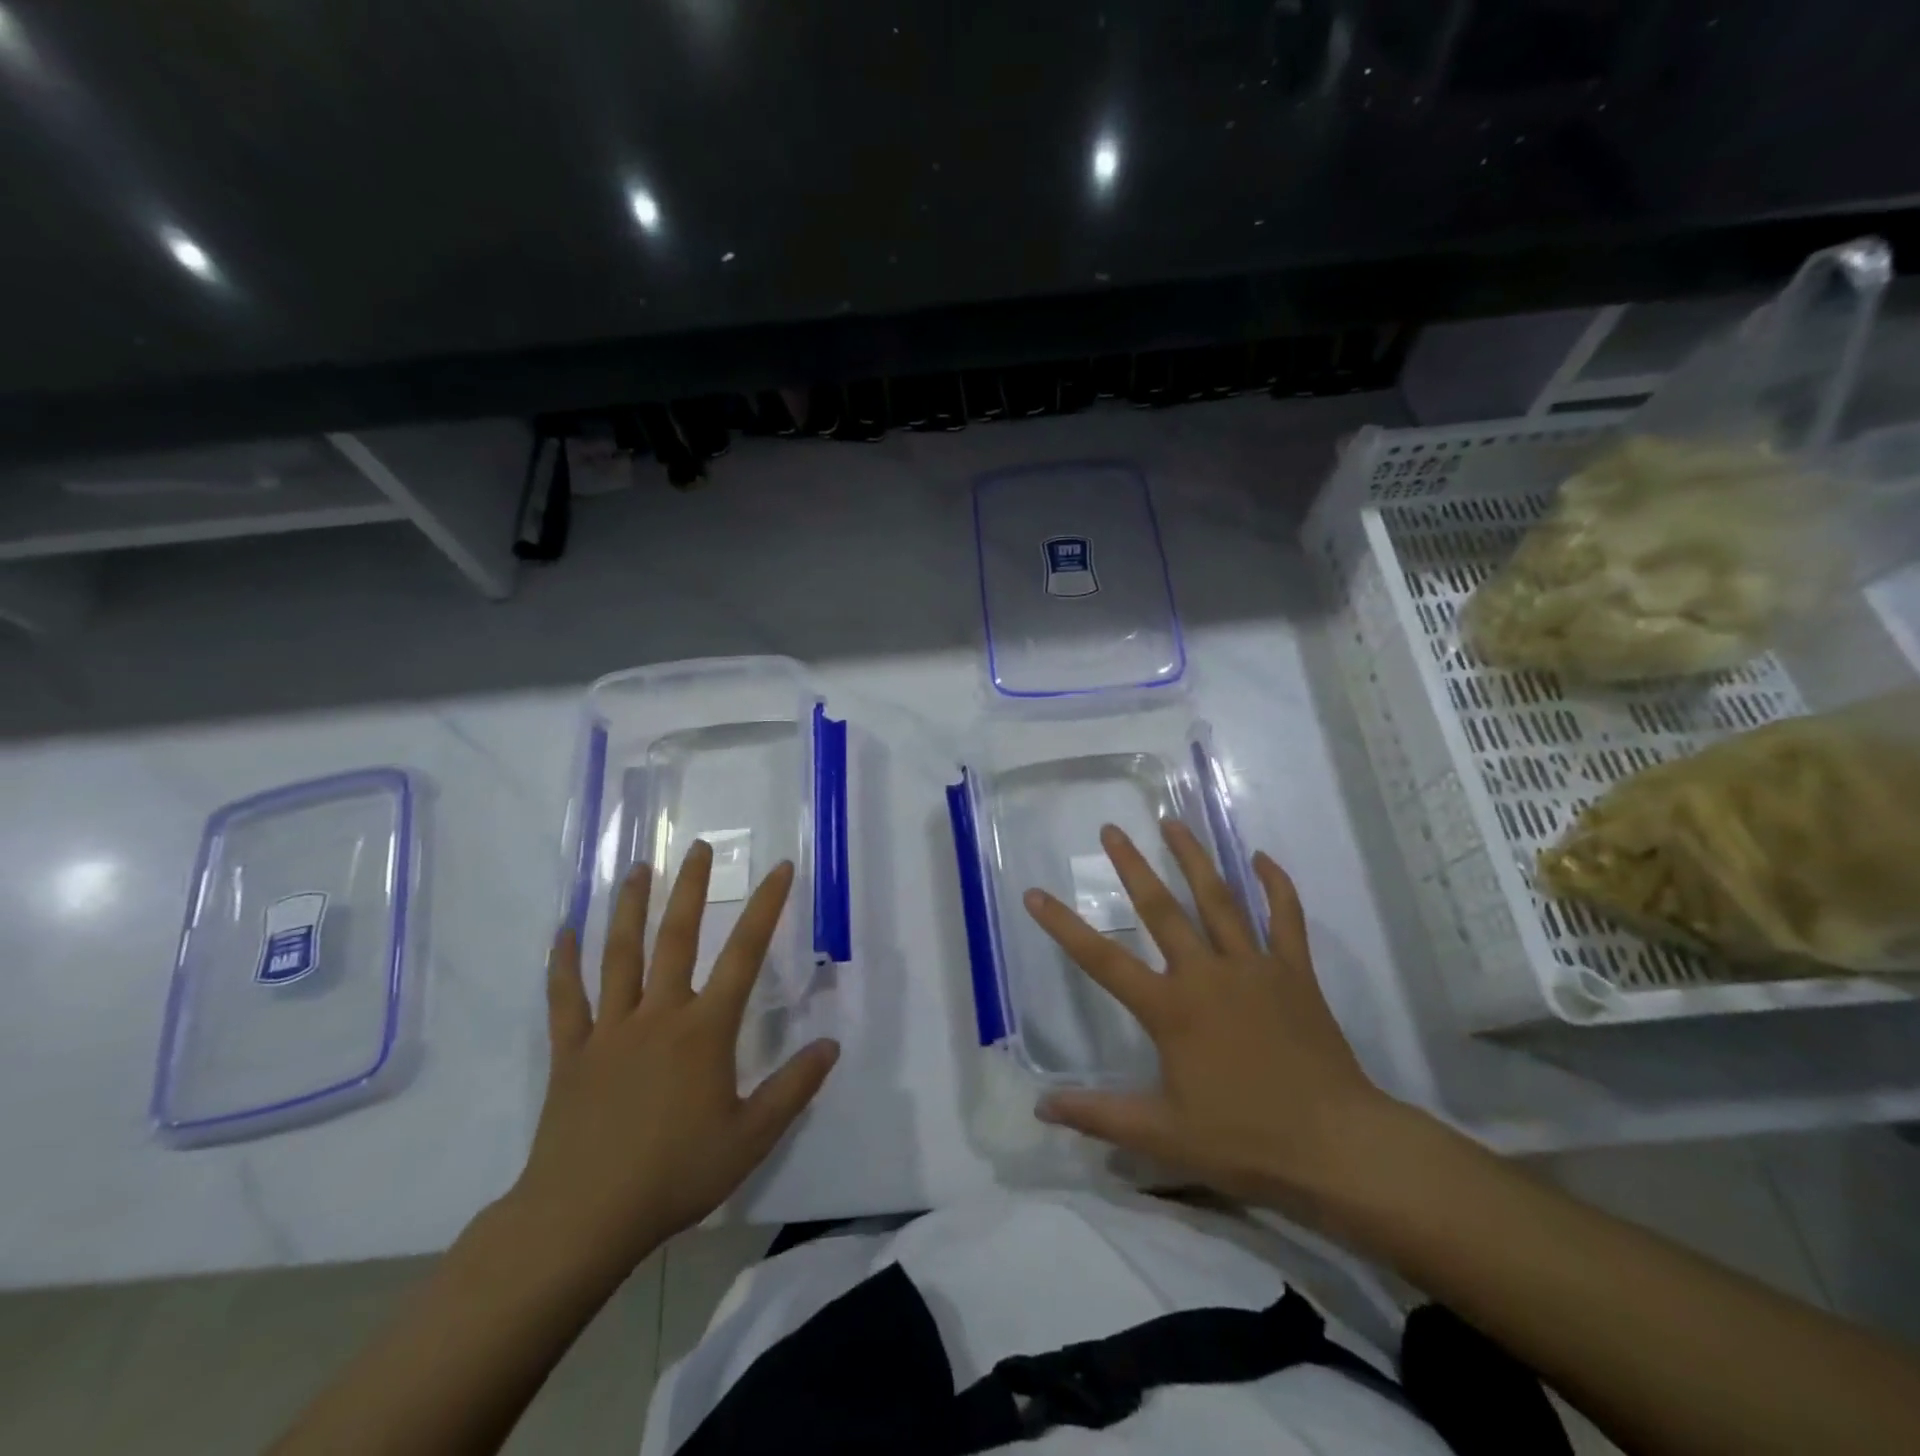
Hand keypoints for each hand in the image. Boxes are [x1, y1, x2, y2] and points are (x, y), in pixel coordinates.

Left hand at [507, 843, 839, 1278]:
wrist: (582, 1218)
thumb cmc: (675, 1175)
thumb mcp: (750, 1138)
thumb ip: (793, 1088)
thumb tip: (831, 1045)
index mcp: (704, 1031)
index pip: (744, 955)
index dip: (765, 908)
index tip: (779, 869)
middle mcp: (658, 1015)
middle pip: (676, 938)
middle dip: (690, 889)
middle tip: (698, 847)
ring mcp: (609, 1030)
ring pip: (619, 956)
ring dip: (628, 908)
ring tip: (636, 869)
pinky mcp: (571, 1053)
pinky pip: (565, 999)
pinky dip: (562, 964)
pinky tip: (561, 932)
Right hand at [1022, 821, 1405, 1216]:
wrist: (1338, 1146)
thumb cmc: (1245, 1140)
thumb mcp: (1162, 1136)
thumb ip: (1099, 1115)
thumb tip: (1041, 1107)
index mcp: (1170, 1008)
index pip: (1102, 959)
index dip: (1064, 926)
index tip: (1035, 893)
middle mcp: (1206, 973)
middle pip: (1161, 909)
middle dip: (1132, 866)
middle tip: (1112, 829)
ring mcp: (1254, 966)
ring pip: (1219, 899)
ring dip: (1193, 858)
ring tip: (1173, 821)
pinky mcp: (1295, 972)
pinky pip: (1285, 918)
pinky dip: (1275, 885)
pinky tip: (1262, 858)